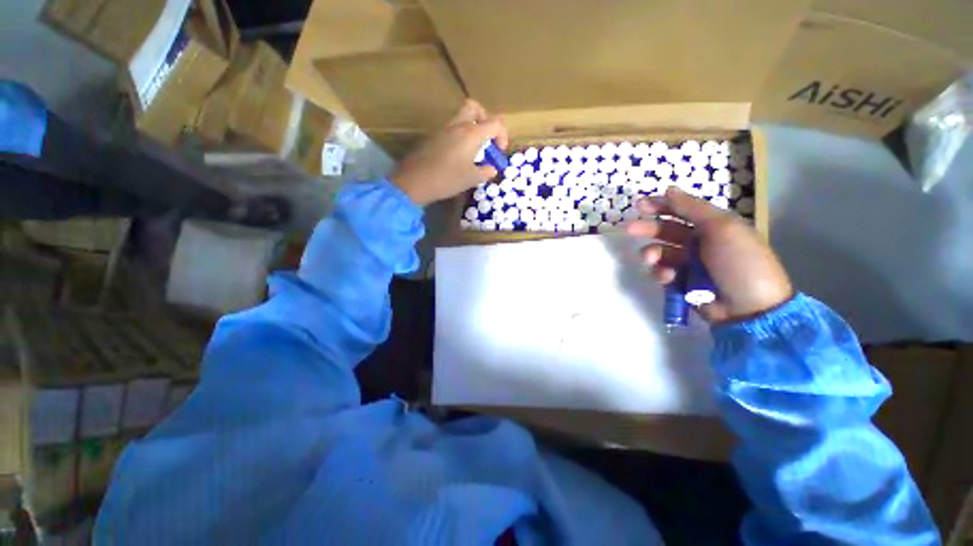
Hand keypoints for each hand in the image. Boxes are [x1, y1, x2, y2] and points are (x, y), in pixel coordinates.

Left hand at [391, 99, 508, 205]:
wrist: (415, 181)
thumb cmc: (447, 179)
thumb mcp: (471, 179)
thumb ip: (485, 172)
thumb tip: (492, 169)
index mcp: (471, 133)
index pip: (495, 123)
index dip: (502, 135)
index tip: (499, 152)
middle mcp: (458, 125)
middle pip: (475, 107)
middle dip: (485, 119)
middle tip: (487, 138)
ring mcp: (444, 129)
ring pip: (461, 117)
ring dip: (472, 128)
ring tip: (474, 150)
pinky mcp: (434, 136)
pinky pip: (451, 128)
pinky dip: (460, 136)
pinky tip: (459, 156)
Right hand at [626, 187, 792, 322]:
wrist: (751, 308)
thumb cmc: (740, 262)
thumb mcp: (722, 228)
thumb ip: (693, 208)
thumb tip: (669, 189)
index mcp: (712, 226)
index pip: (682, 211)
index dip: (661, 206)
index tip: (639, 205)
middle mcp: (699, 242)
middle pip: (666, 231)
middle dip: (647, 229)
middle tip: (628, 229)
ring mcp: (689, 264)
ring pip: (660, 253)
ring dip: (652, 253)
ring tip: (650, 259)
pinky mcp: (681, 282)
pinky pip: (662, 273)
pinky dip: (660, 273)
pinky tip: (667, 278)